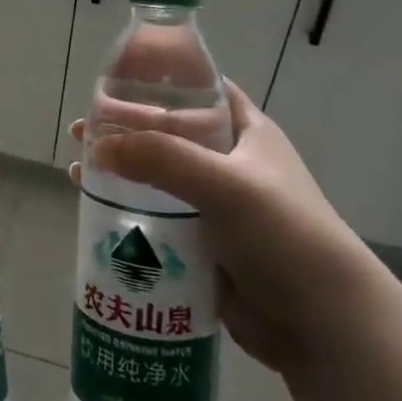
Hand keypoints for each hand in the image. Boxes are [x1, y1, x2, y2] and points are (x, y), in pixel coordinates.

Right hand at [70, 81, 372, 373]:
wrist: (323, 324)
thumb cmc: (283, 234)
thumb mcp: (224, 184)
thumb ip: (161, 159)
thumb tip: (96, 146)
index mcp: (246, 134)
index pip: (202, 90)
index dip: (164, 78)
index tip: (117, 76)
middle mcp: (230, 164)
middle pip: (169, 135)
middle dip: (126, 130)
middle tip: (82, 129)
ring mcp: (216, 208)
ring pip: (158, 180)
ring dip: (121, 173)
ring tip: (78, 170)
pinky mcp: (204, 247)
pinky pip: (158, 222)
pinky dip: (128, 215)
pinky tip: (94, 213)